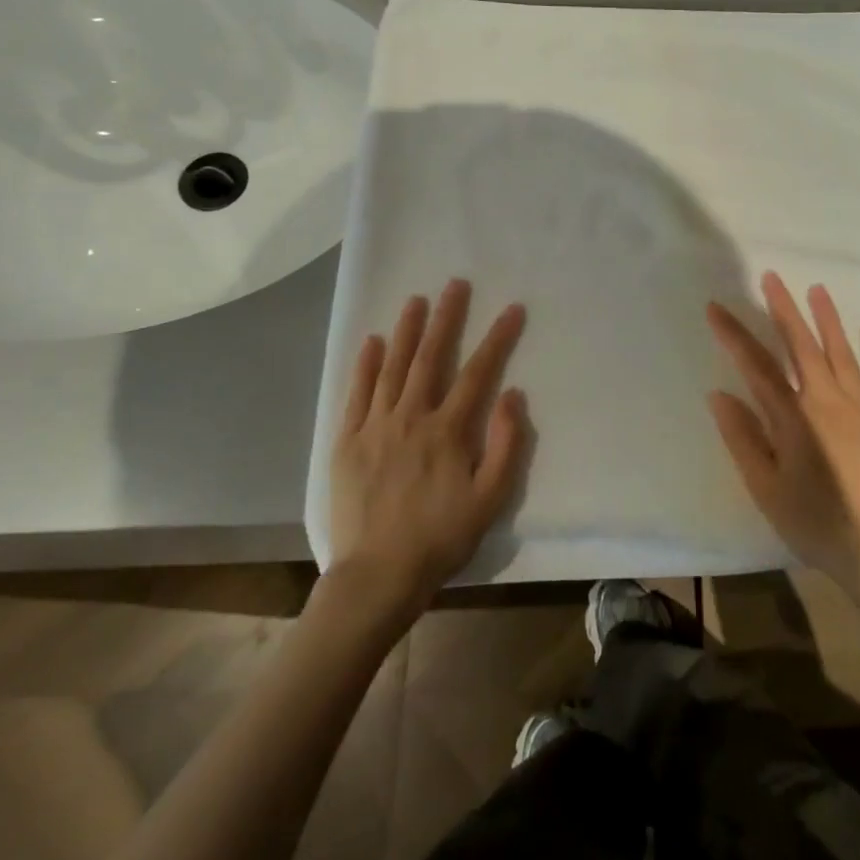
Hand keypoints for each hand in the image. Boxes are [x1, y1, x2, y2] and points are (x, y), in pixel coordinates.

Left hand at [330, 279, 527, 614]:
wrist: (378, 575)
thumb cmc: (441, 538)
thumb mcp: (489, 499)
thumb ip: (505, 445)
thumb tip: (512, 395)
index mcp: (447, 431)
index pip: (478, 373)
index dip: (497, 338)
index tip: (512, 309)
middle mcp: (410, 418)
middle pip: (430, 357)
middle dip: (446, 318)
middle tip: (455, 284)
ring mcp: (374, 426)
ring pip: (392, 367)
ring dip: (405, 331)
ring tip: (416, 300)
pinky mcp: (346, 441)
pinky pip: (356, 394)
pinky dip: (364, 365)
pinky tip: (371, 342)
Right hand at [706, 272, 859, 606]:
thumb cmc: (816, 523)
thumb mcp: (766, 489)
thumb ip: (742, 438)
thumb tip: (719, 394)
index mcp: (793, 417)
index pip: (756, 365)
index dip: (734, 334)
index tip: (716, 308)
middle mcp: (827, 400)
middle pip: (802, 345)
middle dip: (784, 308)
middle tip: (771, 277)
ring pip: (842, 351)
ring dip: (827, 318)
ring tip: (816, 289)